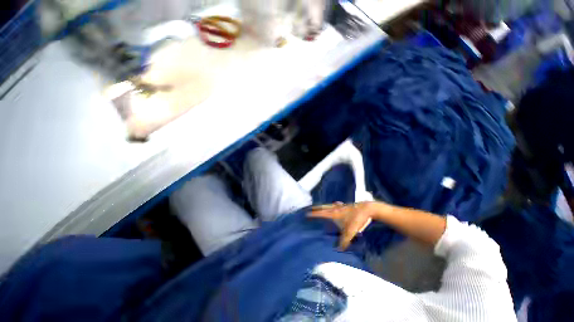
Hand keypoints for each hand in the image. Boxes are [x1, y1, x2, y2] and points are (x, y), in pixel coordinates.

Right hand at [310, 202, 374, 249]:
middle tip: (310, 207)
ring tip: (320, 206)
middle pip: (323, 207)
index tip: (306, 213)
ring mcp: (341, 206)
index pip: (321, 213)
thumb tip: (339, 250)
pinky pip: (337, 204)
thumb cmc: (357, 219)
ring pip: (329, 205)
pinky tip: (336, 204)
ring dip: (323, 205)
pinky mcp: (346, 205)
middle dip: (316, 208)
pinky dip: (333, 205)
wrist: (367, 209)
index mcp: (334, 213)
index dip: (314, 214)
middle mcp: (335, 208)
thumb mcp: (351, 231)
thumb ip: (345, 240)